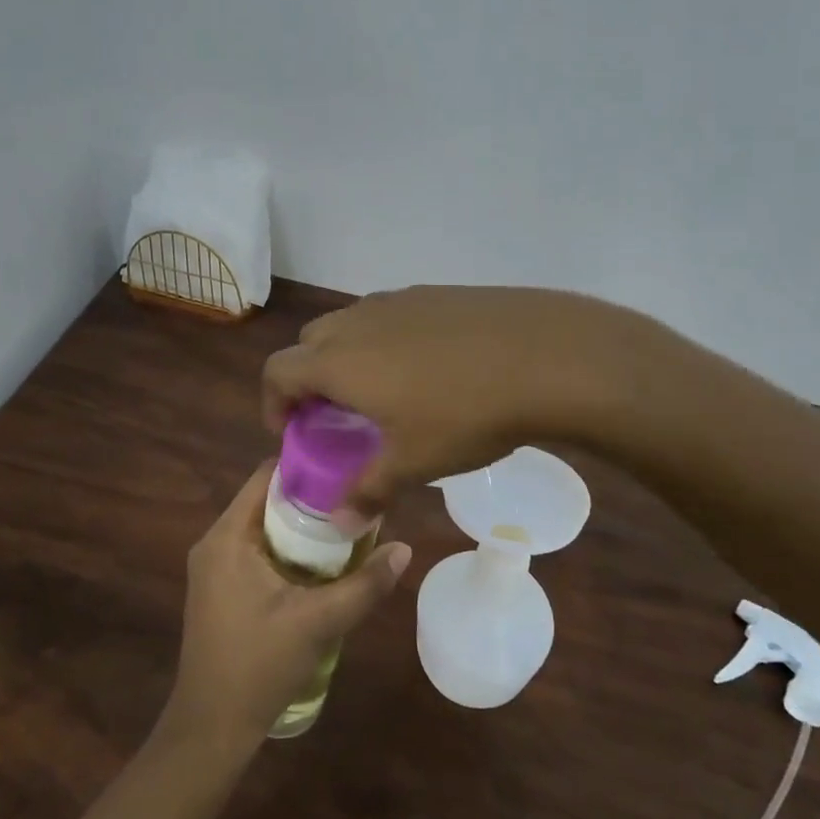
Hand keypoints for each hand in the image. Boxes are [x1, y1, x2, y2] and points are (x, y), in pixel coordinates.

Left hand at [163, 461, 412, 749]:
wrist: (212, 727)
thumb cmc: (259, 665)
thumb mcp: (319, 623)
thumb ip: (364, 585)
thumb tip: (405, 550)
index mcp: (227, 536)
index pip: (265, 476)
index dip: (306, 466)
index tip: (346, 465)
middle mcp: (214, 541)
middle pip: (265, 499)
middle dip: (309, 498)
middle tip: (354, 497)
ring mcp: (213, 566)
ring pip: (261, 526)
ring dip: (299, 525)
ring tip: (345, 524)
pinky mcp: (218, 588)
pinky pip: (254, 549)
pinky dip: (285, 547)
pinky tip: (319, 561)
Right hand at [261, 285, 634, 519]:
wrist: (545, 354)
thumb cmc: (465, 414)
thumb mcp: (414, 462)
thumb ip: (368, 491)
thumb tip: (340, 524)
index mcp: (339, 360)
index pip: (278, 371)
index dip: (274, 403)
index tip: (293, 433)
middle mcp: (358, 321)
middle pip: (310, 343)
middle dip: (310, 378)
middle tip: (335, 415)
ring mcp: (398, 301)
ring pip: (351, 325)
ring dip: (348, 356)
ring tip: (382, 392)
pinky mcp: (434, 294)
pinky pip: (390, 315)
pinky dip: (386, 341)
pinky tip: (428, 369)